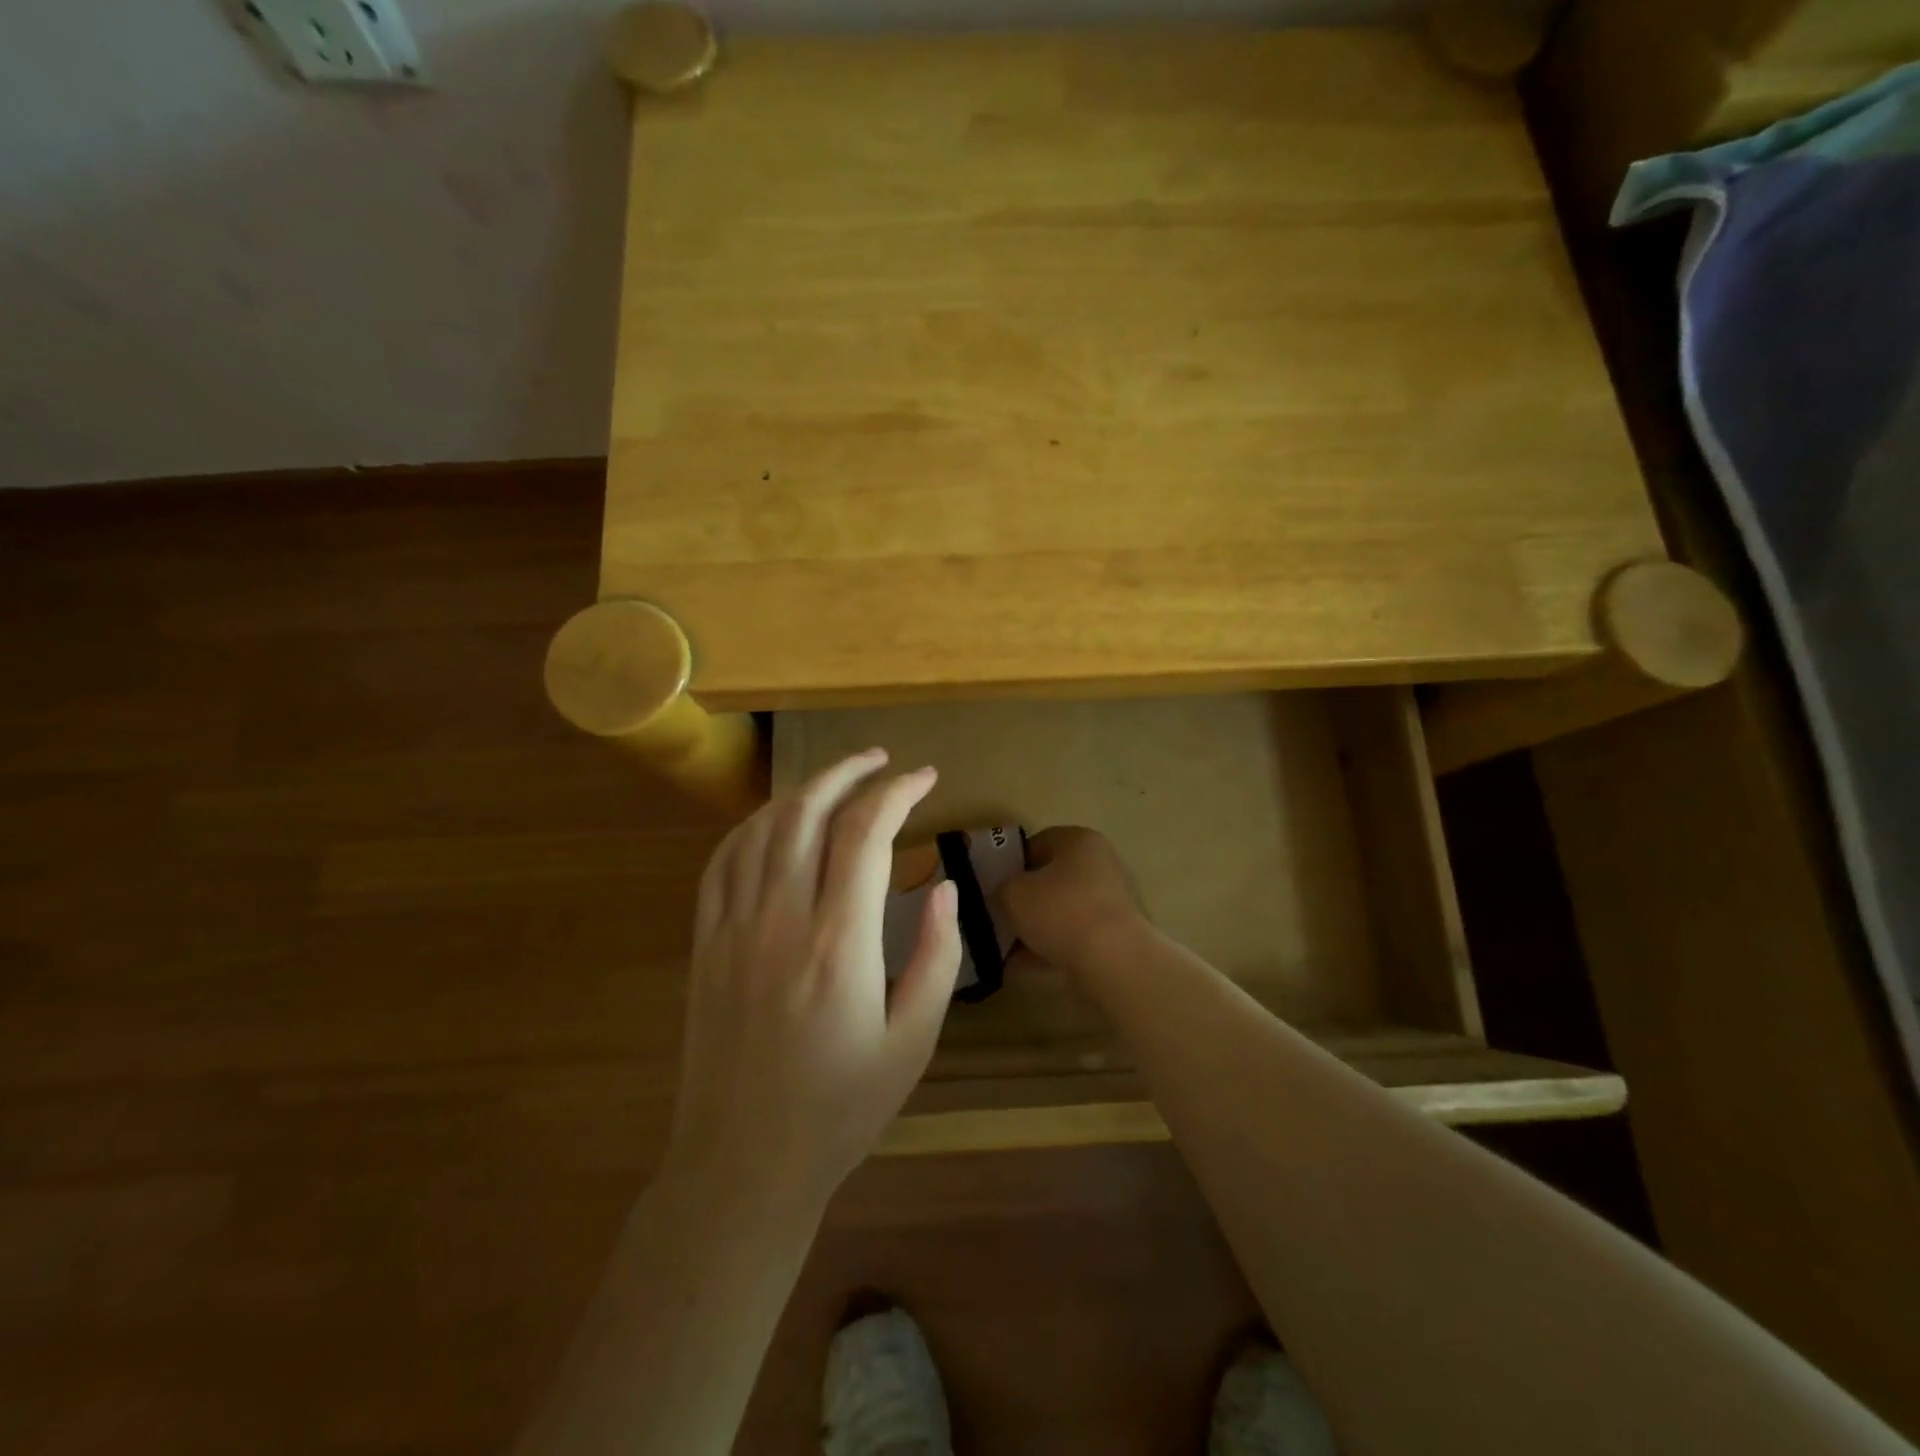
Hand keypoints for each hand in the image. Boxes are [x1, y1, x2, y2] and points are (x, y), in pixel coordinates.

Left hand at [665, 750, 961, 1209]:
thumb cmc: (840, 1109)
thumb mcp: (913, 1040)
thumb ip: (936, 955)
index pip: (866, 833)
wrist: (743, 1165)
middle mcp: (781, 919)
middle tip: (882, 760)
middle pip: (809, 812)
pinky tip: (775, 820)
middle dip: (849, 772)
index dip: (898, 792)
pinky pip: (722, 861)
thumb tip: (941, 885)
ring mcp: (733, 928)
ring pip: (763, 827)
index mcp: (839, 943)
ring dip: (803, 791)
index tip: (925, 777)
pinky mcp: (705, 944)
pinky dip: (752, 825)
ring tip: (837, 780)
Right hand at [996, 826, 1148, 974]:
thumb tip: (1005, 894)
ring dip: (1036, 928)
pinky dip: (1051, 949)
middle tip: (1000, 918)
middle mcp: (1101, 864)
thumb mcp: (1013, 893)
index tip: (994, 887)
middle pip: (1052, 879)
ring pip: (1062, 911)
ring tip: (1007, 950)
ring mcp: (1112, 901)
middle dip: (1025, 900)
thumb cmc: (1060, 911)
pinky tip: (1025, 967)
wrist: (1114, 960)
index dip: (1011, 864)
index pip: (1037, 843)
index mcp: (1078, 840)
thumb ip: (1002, 887)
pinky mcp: (1117, 935)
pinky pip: (1075, 937)